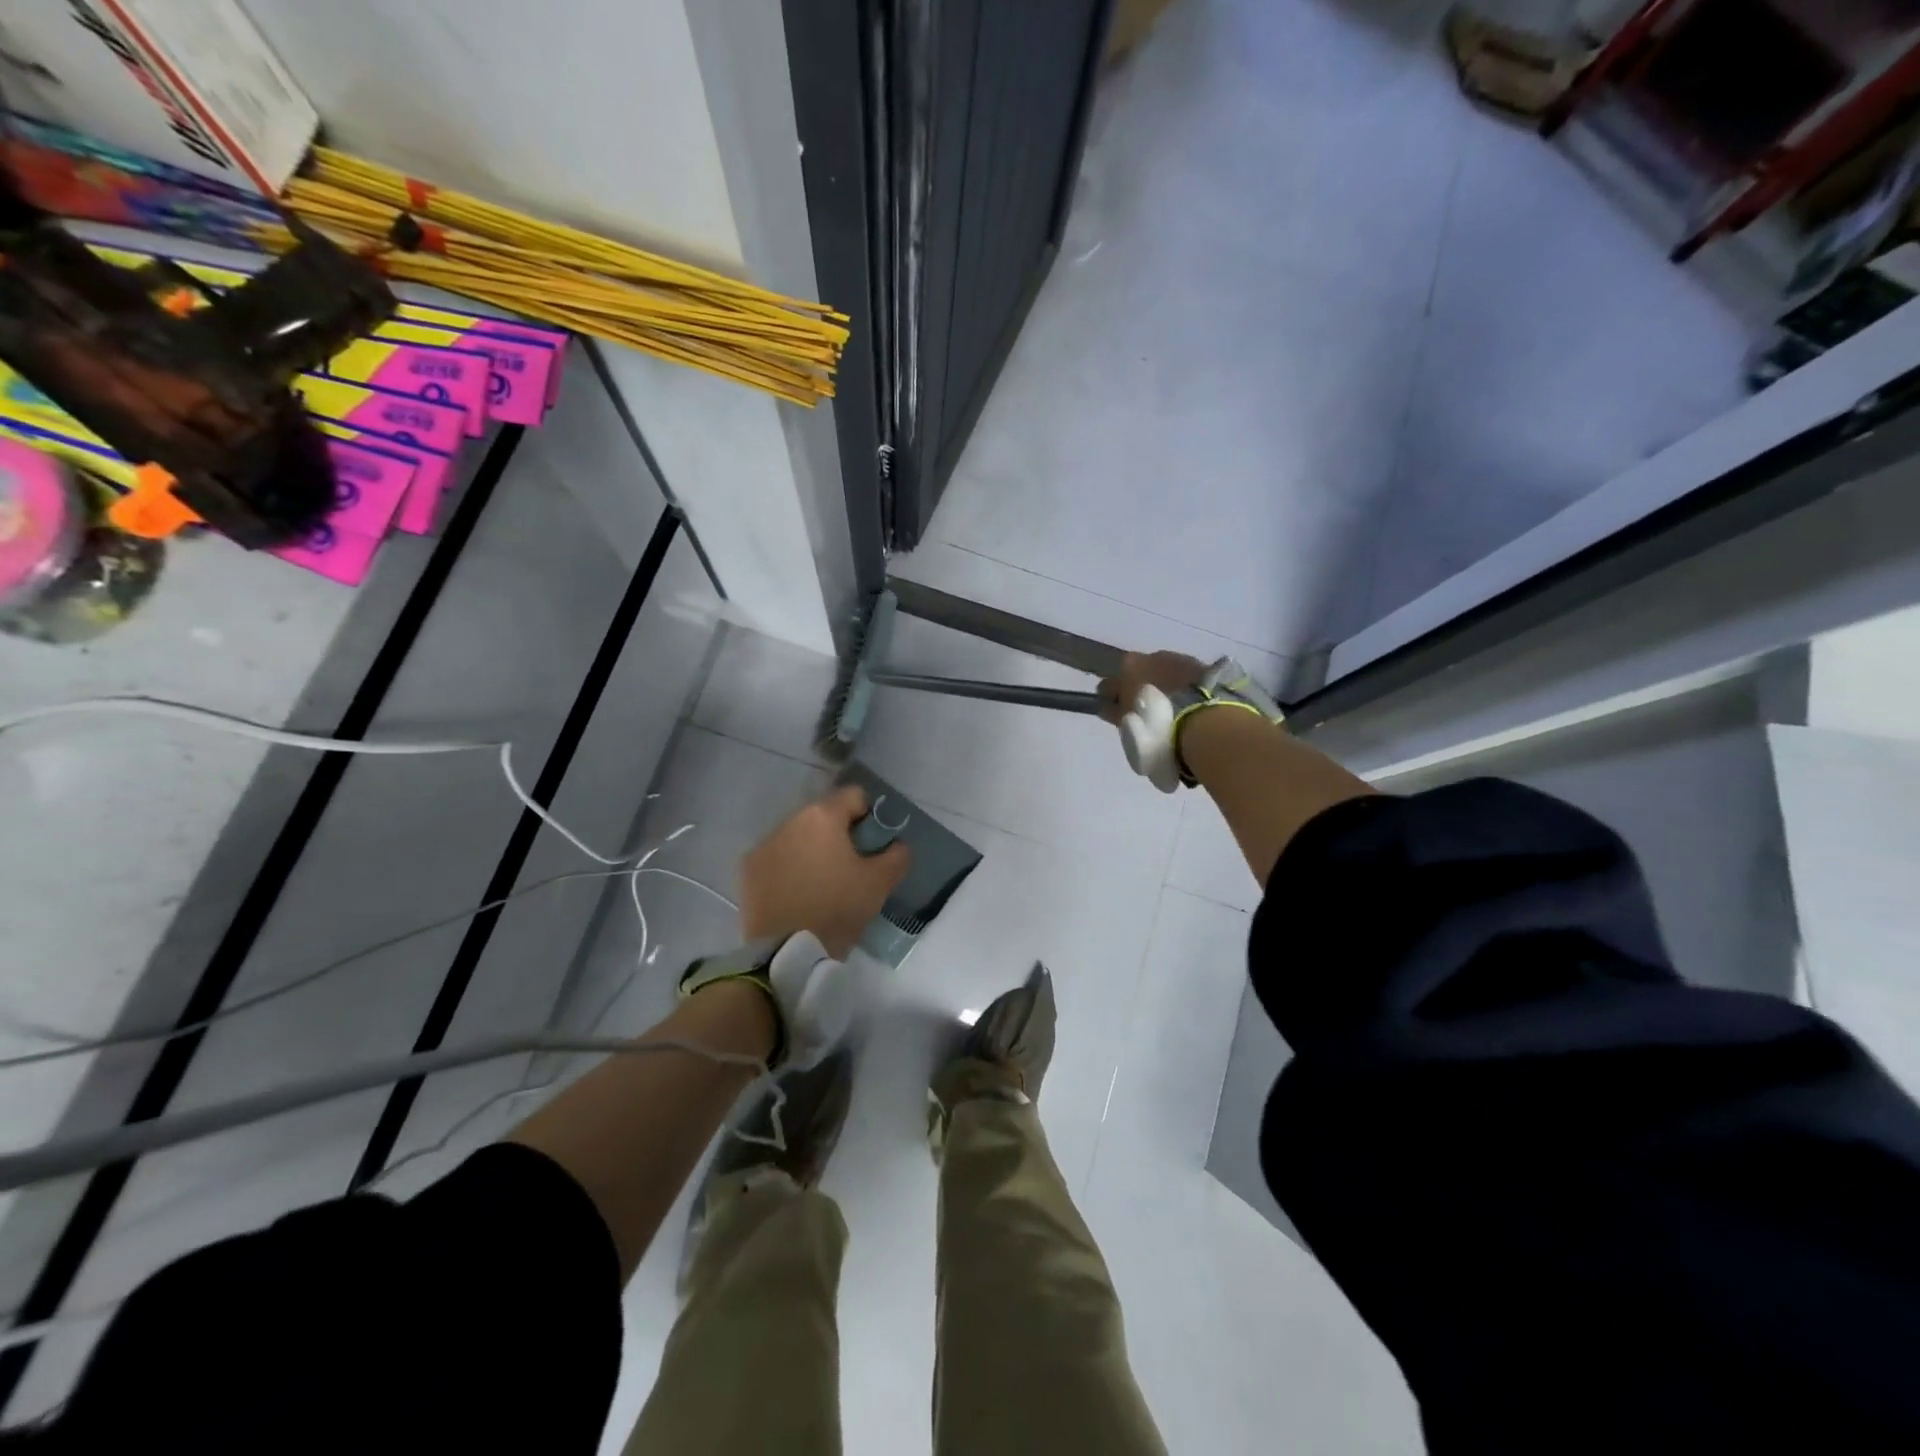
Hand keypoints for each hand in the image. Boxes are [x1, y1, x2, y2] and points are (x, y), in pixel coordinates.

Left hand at [739, 786, 911, 959]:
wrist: (787, 952)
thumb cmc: (837, 908)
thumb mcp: (880, 882)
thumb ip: (897, 855)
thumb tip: (897, 845)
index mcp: (822, 816)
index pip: (854, 796)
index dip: (870, 817)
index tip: (873, 845)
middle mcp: (789, 821)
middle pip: (823, 815)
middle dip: (839, 834)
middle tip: (850, 866)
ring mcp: (763, 845)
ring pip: (798, 836)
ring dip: (812, 849)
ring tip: (822, 882)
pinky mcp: (748, 869)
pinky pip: (777, 858)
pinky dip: (789, 867)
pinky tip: (798, 893)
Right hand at [1098, 651, 1206, 723]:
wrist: (1201, 717)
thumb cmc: (1153, 719)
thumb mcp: (1125, 721)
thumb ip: (1112, 710)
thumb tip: (1105, 706)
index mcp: (1129, 665)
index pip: (1112, 681)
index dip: (1113, 697)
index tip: (1117, 711)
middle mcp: (1153, 655)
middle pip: (1141, 673)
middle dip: (1141, 687)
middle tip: (1147, 711)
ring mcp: (1179, 659)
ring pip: (1165, 672)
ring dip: (1165, 686)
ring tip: (1171, 710)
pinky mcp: (1203, 667)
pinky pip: (1186, 678)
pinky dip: (1184, 688)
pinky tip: (1189, 705)